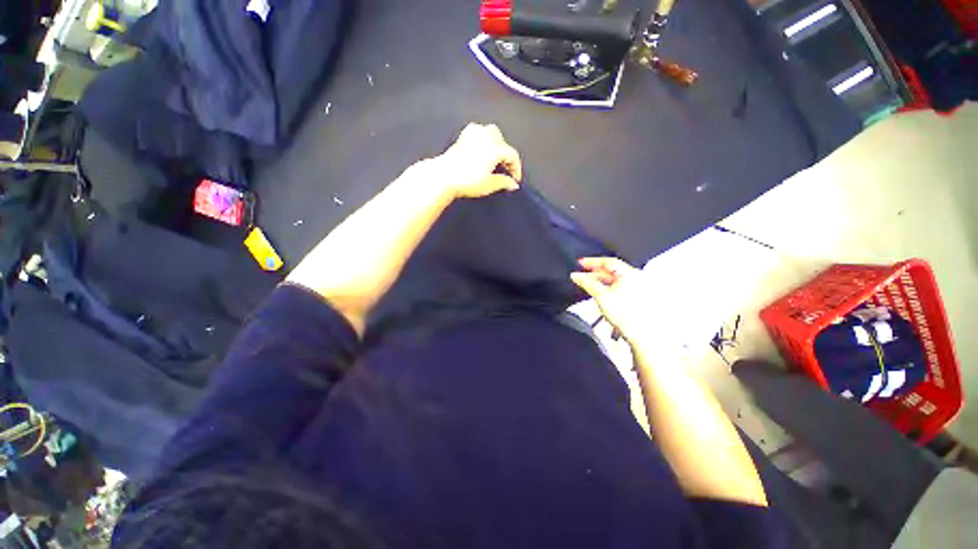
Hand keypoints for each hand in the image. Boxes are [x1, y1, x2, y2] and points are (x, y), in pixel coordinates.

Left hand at [432, 123, 522, 198]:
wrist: (444, 176)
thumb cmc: (467, 181)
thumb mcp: (489, 185)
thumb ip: (504, 182)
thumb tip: (513, 184)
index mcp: (496, 148)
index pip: (512, 155)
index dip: (516, 168)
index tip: (515, 179)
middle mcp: (487, 137)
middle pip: (503, 143)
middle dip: (507, 156)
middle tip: (506, 171)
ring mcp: (474, 134)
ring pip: (492, 133)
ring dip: (497, 145)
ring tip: (495, 159)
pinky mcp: (463, 136)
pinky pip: (478, 131)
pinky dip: (483, 138)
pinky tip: (481, 147)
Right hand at [571, 257, 653, 343]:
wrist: (643, 336)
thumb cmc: (628, 316)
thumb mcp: (601, 296)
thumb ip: (587, 283)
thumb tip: (576, 276)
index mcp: (631, 274)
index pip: (608, 262)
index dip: (592, 262)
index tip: (580, 263)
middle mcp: (637, 279)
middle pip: (611, 272)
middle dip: (594, 274)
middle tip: (581, 277)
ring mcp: (639, 290)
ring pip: (615, 282)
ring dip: (601, 284)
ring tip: (589, 288)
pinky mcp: (638, 300)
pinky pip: (620, 290)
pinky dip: (609, 290)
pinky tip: (601, 297)